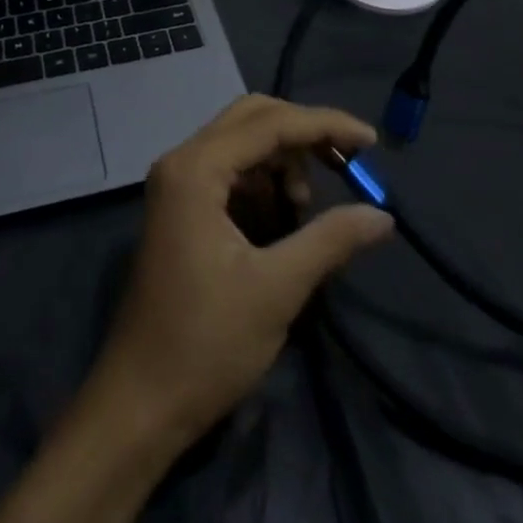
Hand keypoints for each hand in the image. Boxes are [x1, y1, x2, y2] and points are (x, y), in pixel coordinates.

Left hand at [88, 96, 393, 449]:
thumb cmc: (205, 344)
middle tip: (346, 162)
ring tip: (306, 208)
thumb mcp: (276, 290)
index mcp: (196, 169)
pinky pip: (231, 171)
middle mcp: (182, 161)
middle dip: (303, 133)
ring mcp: (177, 183)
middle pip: (252, 118)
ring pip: (242, 142)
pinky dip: (263, 182)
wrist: (140, 403)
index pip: (270, 123)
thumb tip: (382, 216)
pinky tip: (284, 217)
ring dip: (283, 161)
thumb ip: (330, 240)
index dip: (325, 125)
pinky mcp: (181, 207)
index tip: (371, 142)